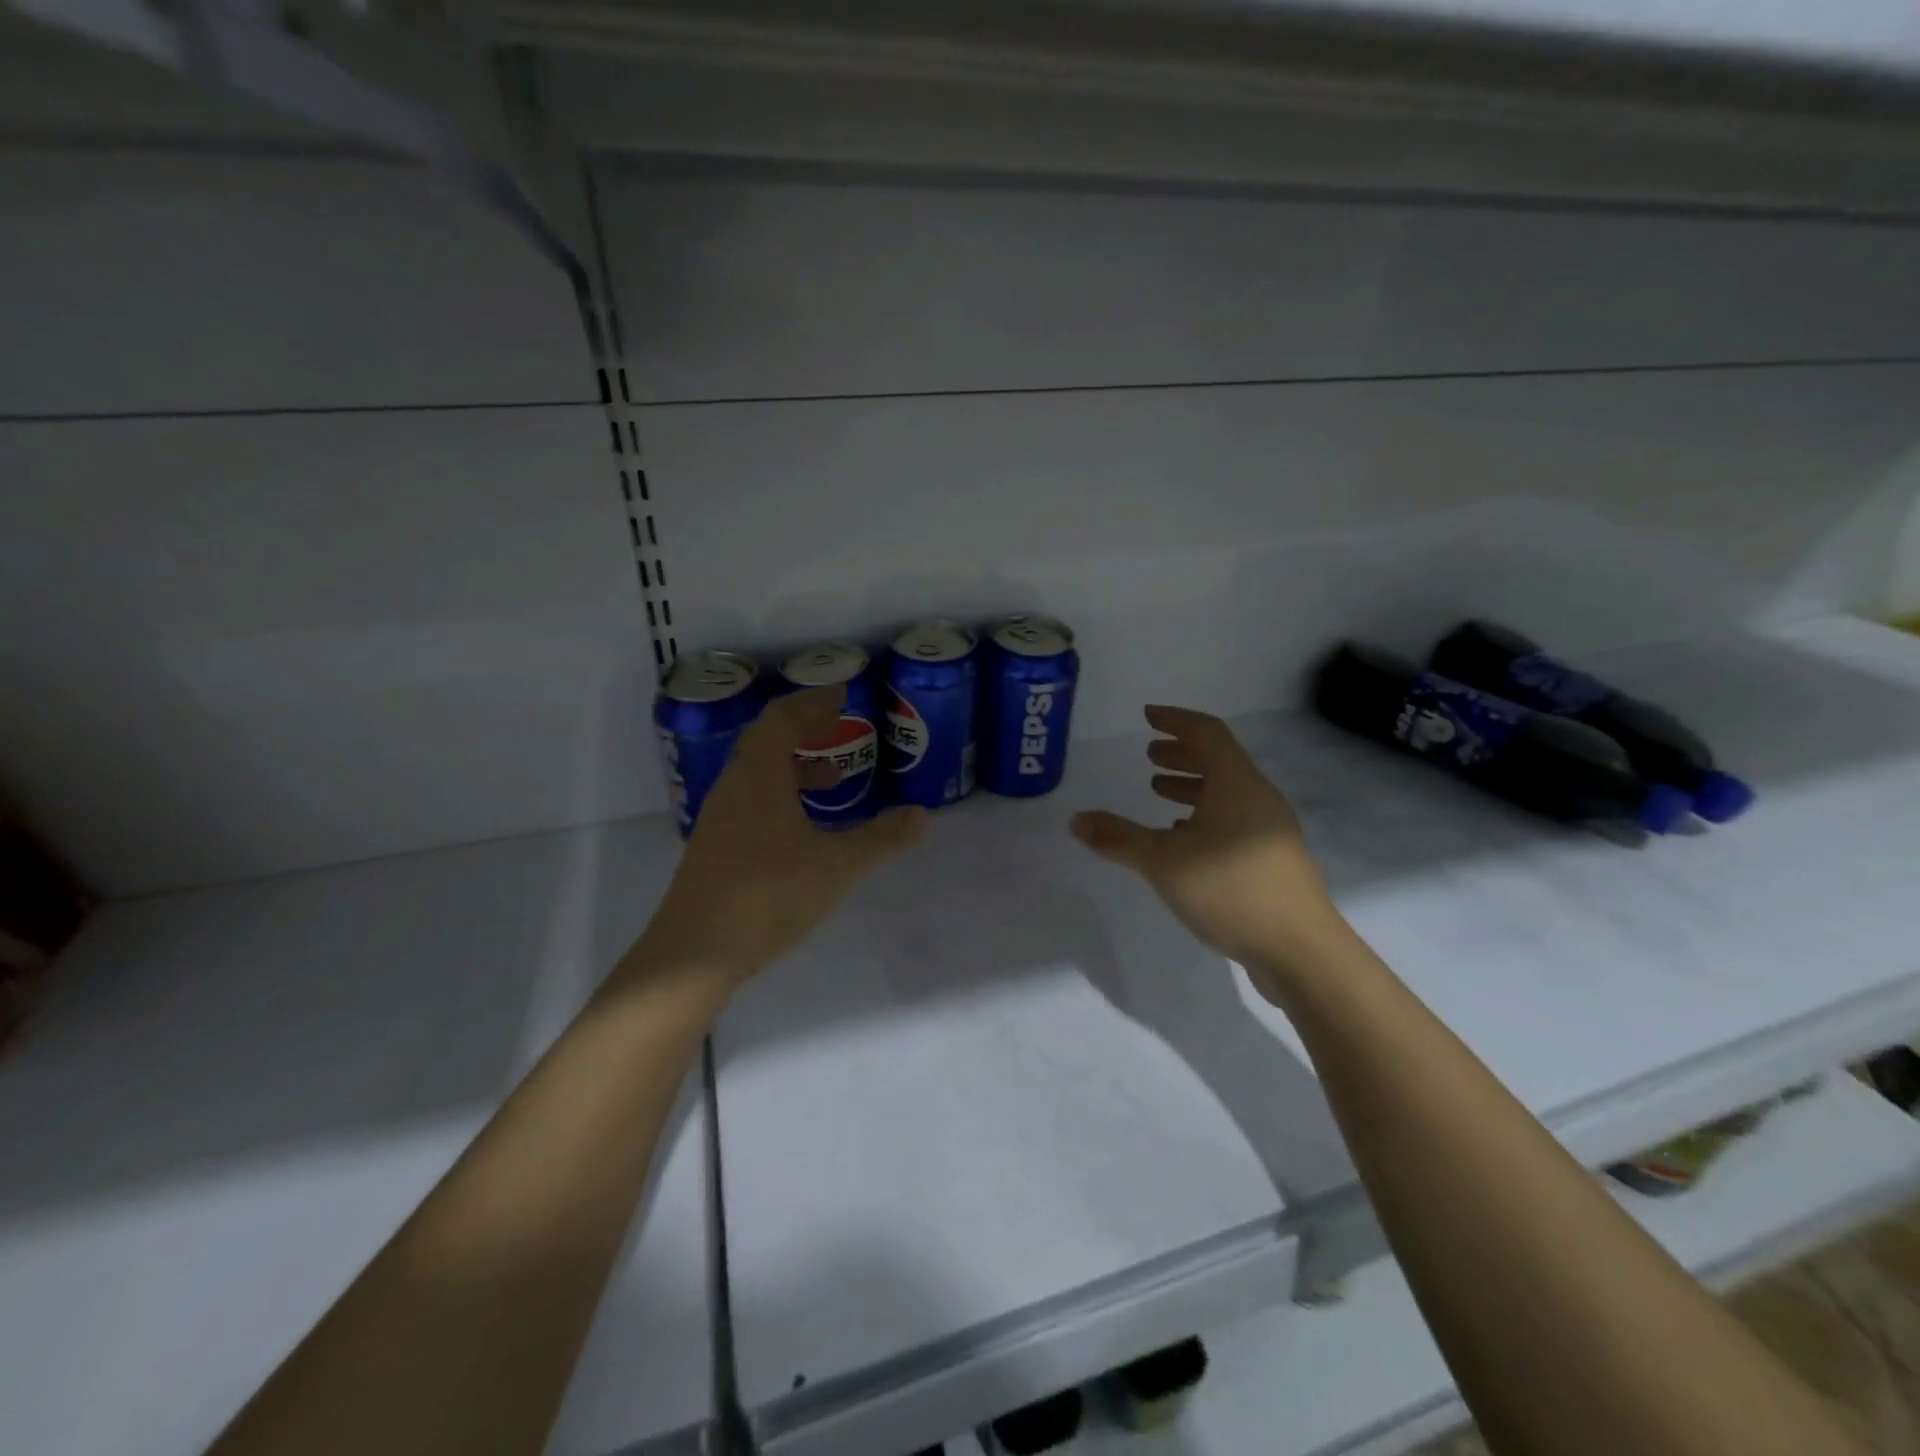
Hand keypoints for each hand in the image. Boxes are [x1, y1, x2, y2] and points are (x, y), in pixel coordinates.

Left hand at [627, 686, 925, 993]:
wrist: (694, 952)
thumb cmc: (768, 895)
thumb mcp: (837, 865)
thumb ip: (881, 838)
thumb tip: (921, 815)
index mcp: (759, 776)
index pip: (782, 719)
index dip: (813, 702)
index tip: (842, 693)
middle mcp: (734, 786)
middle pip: (766, 738)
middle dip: (804, 727)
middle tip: (838, 724)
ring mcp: (720, 816)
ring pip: (758, 771)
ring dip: (794, 763)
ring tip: (834, 777)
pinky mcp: (715, 845)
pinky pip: (752, 798)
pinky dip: (782, 793)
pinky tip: (804, 826)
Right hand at [1070, 705, 1348, 996]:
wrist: (1300, 950)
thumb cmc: (1230, 890)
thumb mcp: (1163, 862)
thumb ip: (1118, 838)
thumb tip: (1076, 820)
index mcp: (1237, 784)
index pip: (1207, 733)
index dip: (1176, 720)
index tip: (1149, 716)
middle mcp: (1258, 797)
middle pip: (1219, 760)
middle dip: (1182, 753)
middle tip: (1149, 754)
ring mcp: (1270, 829)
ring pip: (1227, 792)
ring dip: (1192, 785)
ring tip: (1159, 791)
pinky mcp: (1273, 858)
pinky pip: (1235, 818)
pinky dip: (1205, 814)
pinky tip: (1184, 836)